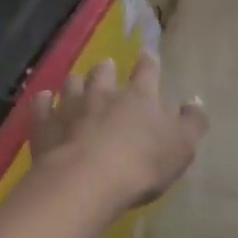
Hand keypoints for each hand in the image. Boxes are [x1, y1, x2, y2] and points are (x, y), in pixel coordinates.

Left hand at [31, 53, 205, 211]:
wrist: (86, 182)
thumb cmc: (141, 164)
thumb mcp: (181, 147)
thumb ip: (192, 123)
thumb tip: (195, 102)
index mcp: (140, 95)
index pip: (147, 69)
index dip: (149, 61)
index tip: (147, 54)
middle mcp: (104, 92)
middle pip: (103, 71)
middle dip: (106, 68)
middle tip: (107, 68)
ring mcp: (71, 106)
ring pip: (72, 83)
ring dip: (76, 83)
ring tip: (77, 84)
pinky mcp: (45, 125)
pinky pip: (42, 105)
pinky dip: (43, 101)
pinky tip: (43, 100)